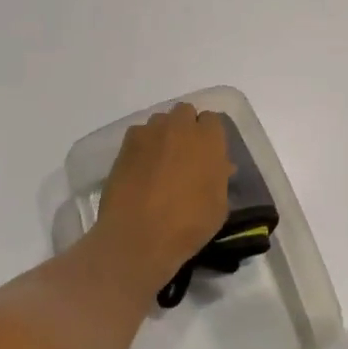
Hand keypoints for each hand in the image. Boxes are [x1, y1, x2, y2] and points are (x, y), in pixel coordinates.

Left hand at [96, 103, 233, 290]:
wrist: (138, 236)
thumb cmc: (188, 224)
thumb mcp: (218, 206)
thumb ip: (220, 178)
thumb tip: (220, 166)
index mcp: (208, 139)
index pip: (213, 120)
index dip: (210, 135)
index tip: (208, 153)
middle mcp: (180, 127)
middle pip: (185, 112)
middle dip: (186, 127)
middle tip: (185, 154)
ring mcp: (150, 133)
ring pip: (160, 121)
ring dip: (164, 134)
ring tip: (161, 160)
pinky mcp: (126, 145)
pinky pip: (139, 134)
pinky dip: (142, 145)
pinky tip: (141, 168)